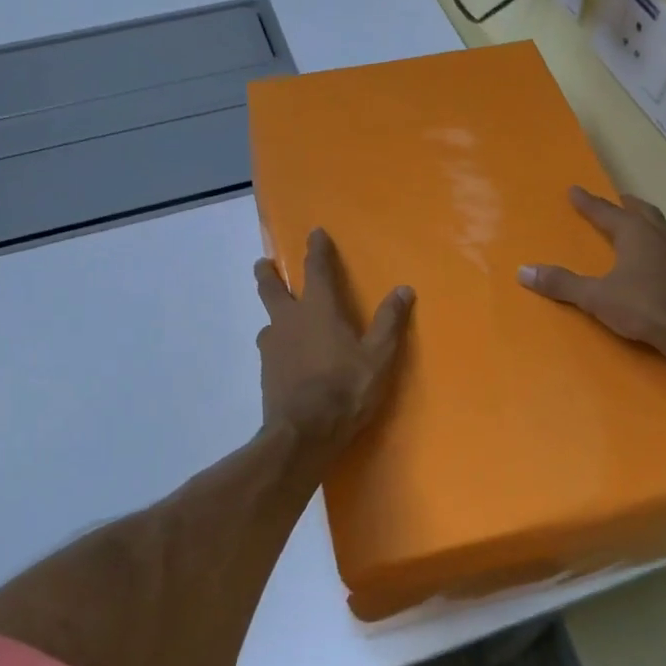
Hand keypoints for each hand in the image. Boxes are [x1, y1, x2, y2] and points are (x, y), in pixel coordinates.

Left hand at [254, 229, 413, 458]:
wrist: (303, 433)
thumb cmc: (346, 389)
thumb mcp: (378, 357)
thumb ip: (389, 322)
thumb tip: (403, 289)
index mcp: (318, 310)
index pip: (317, 270)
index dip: (316, 250)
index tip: (314, 233)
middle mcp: (289, 321)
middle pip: (272, 289)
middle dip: (267, 274)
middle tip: (261, 264)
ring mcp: (273, 347)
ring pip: (268, 321)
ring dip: (272, 314)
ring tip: (278, 319)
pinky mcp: (266, 372)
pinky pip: (270, 349)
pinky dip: (276, 345)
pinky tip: (282, 357)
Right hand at [518, 186, 665, 374]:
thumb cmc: (646, 306)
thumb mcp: (597, 296)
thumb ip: (562, 284)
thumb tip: (524, 271)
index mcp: (635, 233)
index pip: (606, 211)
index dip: (588, 202)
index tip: (574, 190)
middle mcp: (657, 237)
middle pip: (641, 212)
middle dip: (625, 205)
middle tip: (614, 201)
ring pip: (658, 228)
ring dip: (643, 222)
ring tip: (633, 225)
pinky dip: (654, 244)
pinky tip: (650, 260)